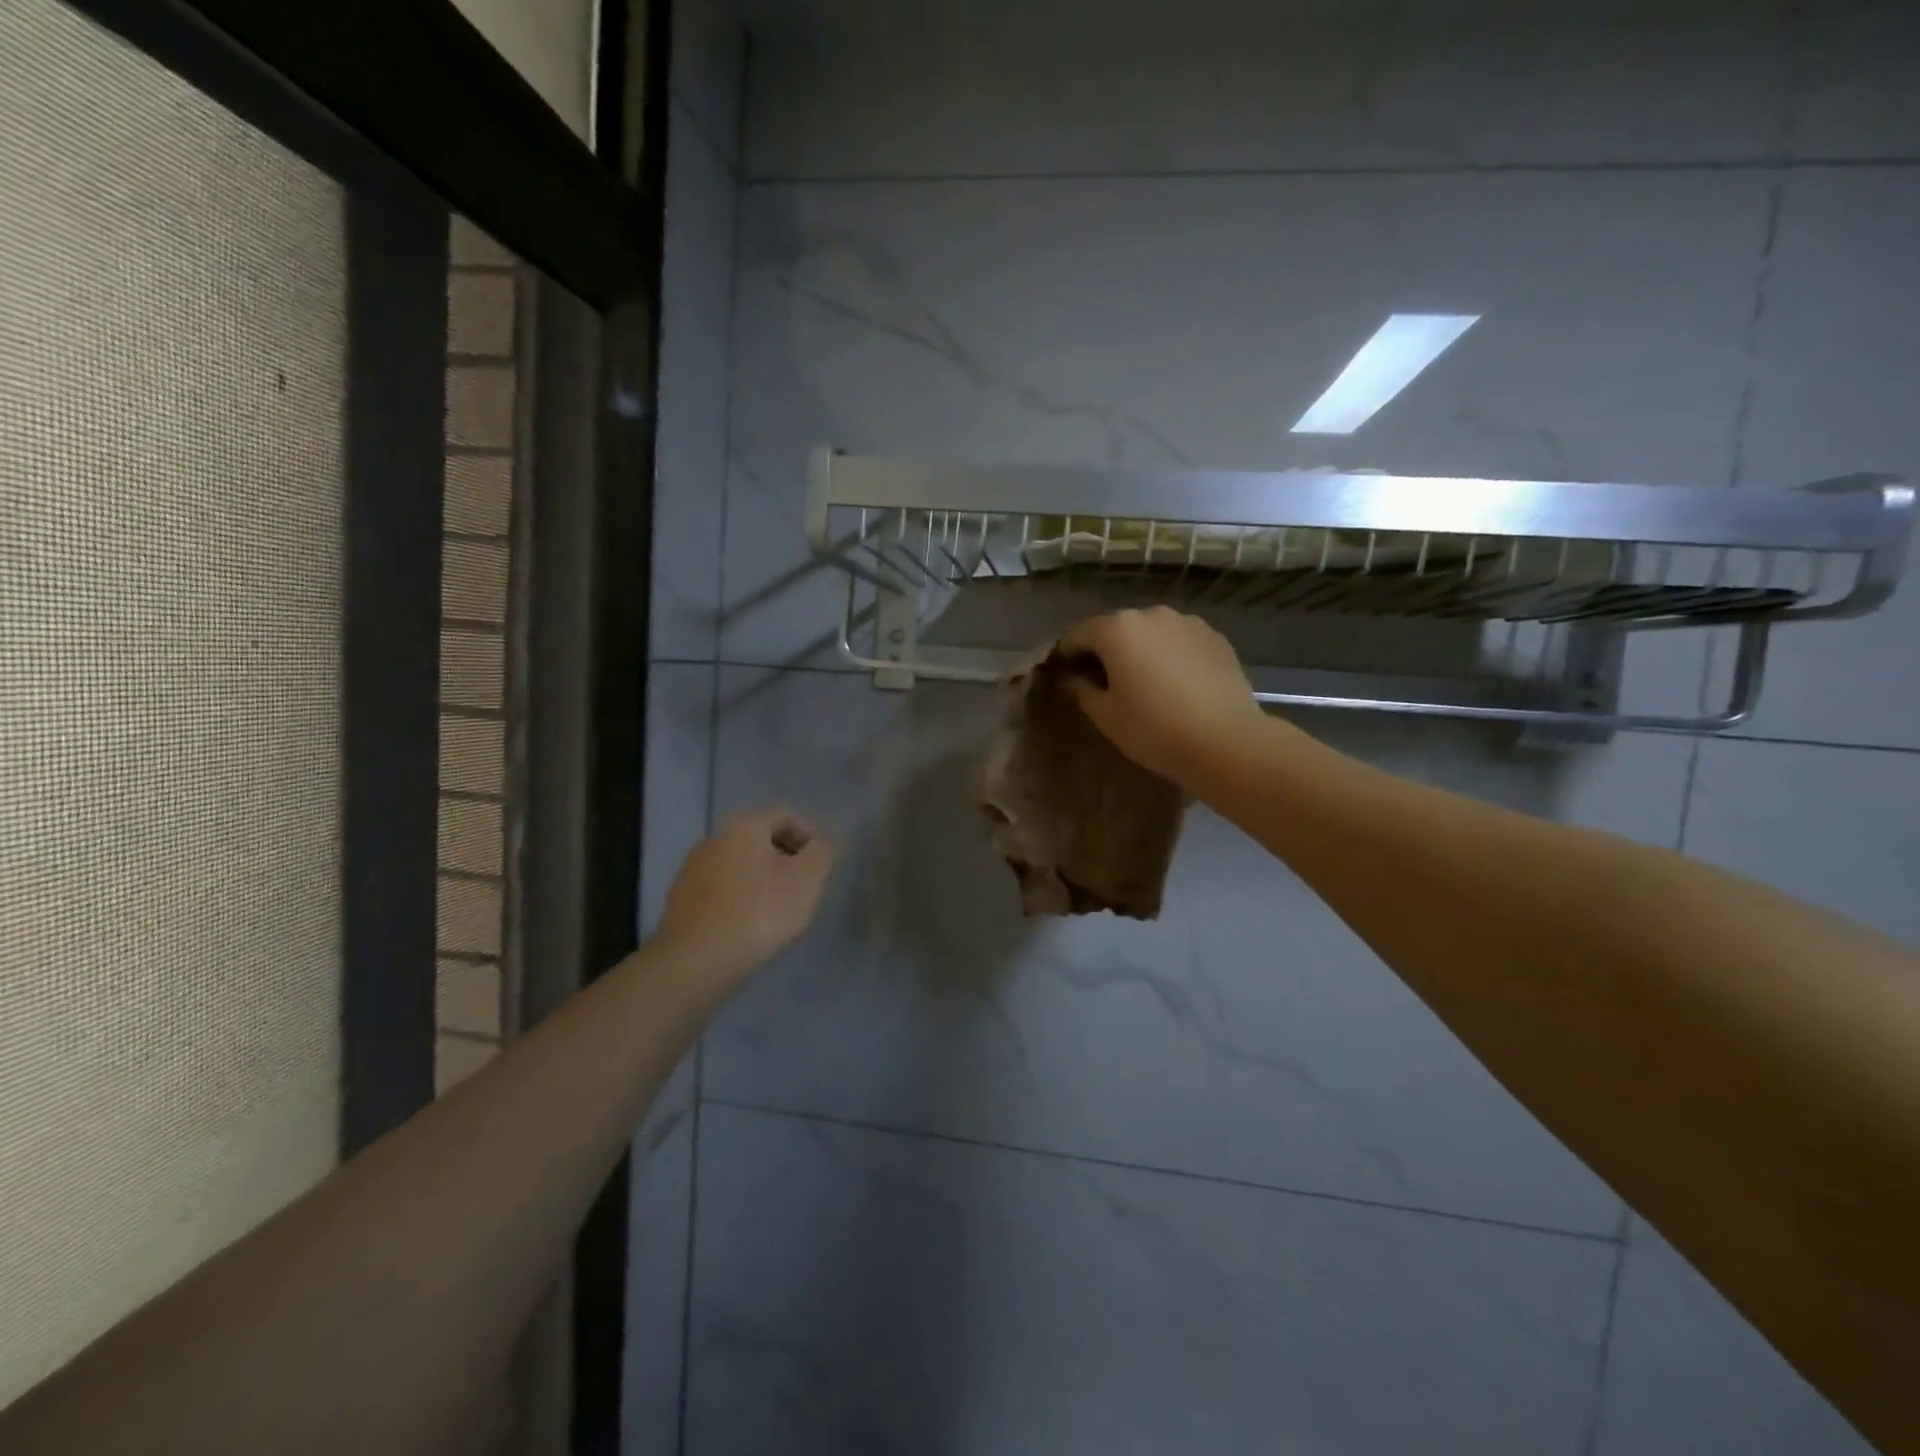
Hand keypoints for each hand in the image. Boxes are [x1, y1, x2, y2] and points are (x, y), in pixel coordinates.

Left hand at [655, 810, 834, 980]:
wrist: (694, 962)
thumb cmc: (759, 912)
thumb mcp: (807, 879)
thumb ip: (822, 852)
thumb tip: (819, 845)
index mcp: (744, 825)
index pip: (788, 818)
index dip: (812, 839)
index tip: (822, 870)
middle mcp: (714, 837)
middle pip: (762, 840)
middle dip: (787, 860)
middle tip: (805, 891)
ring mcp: (692, 868)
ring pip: (741, 866)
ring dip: (763, 881)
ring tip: (778, 912)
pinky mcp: (681, 899)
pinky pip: (722, 890)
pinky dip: (740, 900)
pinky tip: (749, 927)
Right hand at [1058, 607, 1268, 786]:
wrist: (1225, 741)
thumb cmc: (1153, 729)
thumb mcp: (1105, 715)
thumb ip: (1081, 689)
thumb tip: (1071, 678)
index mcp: (1116, 628)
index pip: (1076, 635)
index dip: (1066, 656)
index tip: (1066, 679)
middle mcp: (1151, 614)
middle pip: (1115, 628)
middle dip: (1105, 652)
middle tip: (1105, 685)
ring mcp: (1188, 623)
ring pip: (1150, 633)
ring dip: (1140, 651)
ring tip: (1145, 685)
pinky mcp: (1215, 637)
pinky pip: (1179, 642)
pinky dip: (1170, 656)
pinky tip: (1177, 686)